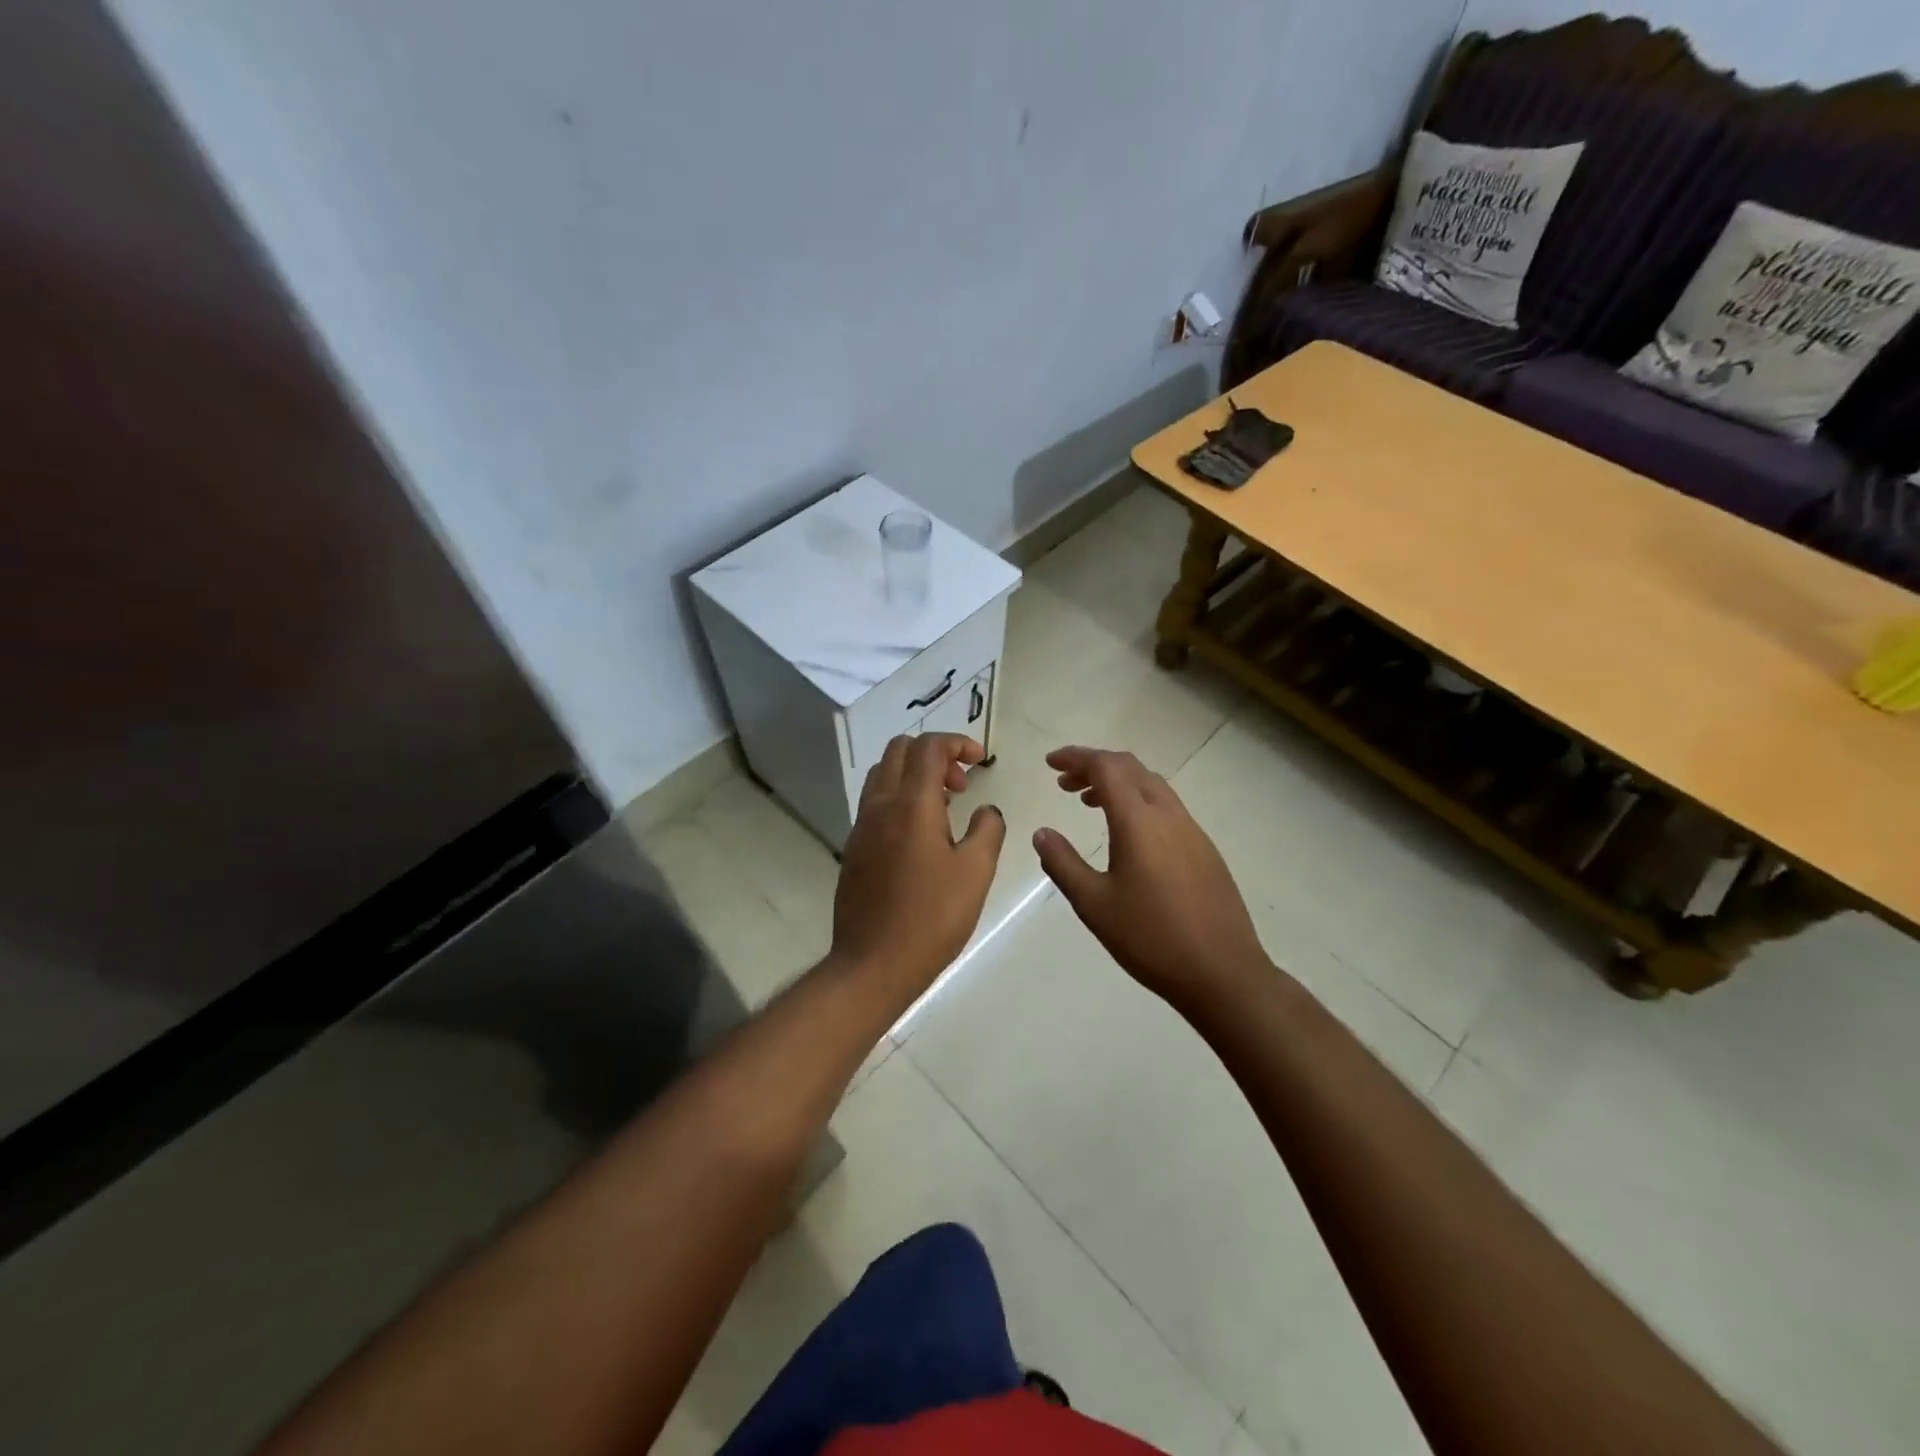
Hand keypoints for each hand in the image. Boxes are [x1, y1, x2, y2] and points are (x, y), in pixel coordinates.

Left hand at [831, 733, 1005, 1000]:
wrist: (872, 963)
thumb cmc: (932, 917)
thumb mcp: (976, 872)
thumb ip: (988, 830)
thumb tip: (987, 810)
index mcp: (911, 804)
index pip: (929, 747)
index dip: (958, 742)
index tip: (980, 760)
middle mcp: (880, 805)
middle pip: (899, 750)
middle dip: (934, 754)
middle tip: (961, 784)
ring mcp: (861, 827)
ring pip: (883, 775)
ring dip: (913, 775)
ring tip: (943, 807)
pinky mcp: (853, 849)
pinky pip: (875, 803)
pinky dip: (899, 798)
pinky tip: (920, 836)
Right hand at [1033, 746, 1270, 1016]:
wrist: (1222, 972)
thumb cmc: (1150, 938)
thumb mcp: (1094, 904)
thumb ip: (1063, 863)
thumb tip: (1042, 833)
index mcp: (1139, 821)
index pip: (1106, 767)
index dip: (1076, 757)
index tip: (1050, 763)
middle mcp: (1168, 815)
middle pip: (1130, 768)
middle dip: (1094, 766)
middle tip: (1064, 783)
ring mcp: (1192, 831)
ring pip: (1151, 786)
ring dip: (1118, 783)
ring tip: (1088, 803)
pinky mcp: (1205, 850)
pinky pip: (1166, 807)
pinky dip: (1139, 802)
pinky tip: (1127, 835)